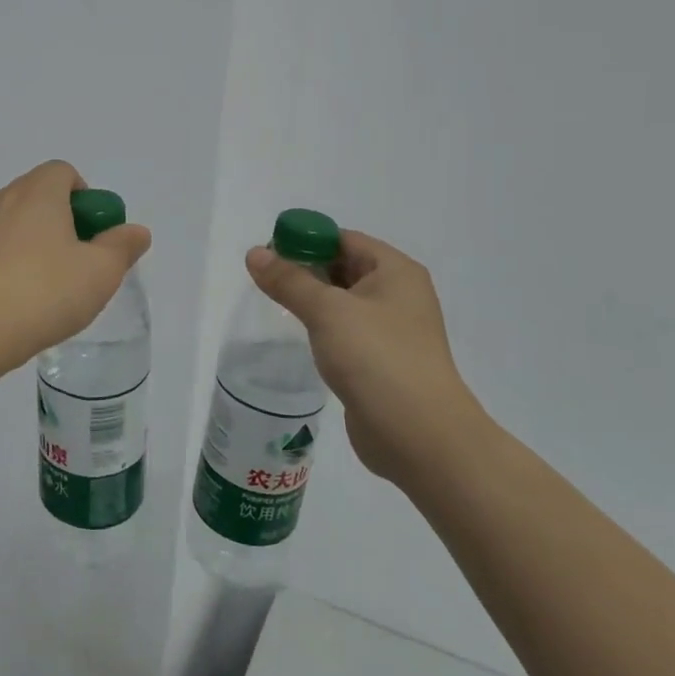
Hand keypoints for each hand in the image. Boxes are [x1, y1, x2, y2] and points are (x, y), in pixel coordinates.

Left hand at [0, 161, 151, 383]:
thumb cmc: (41, 295)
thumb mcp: (99, 274)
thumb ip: (122, 247)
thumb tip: (135, 230)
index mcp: (37, 192)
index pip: (63, 172)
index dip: (83, 198)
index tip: (91, 235)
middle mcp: (0, 198)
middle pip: (36, 196)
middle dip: (59, 223)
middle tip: (73, 265)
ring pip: (9, 223)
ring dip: (28, 244)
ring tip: (39, 290)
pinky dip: (0, 264)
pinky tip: (8, 302)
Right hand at [246, 231, 487, 491]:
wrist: (419, 437)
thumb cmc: (377, 359)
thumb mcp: (327, 311)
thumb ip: (289, 280)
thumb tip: (255, 253)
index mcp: (395, 271)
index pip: (344, 239)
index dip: (305, 239)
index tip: (268, 253)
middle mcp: (399, 295)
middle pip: (344, 267)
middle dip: (305, 269)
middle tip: (265, 279)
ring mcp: (392, 331)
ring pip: (343, 303)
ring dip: (312, 300)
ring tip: (274, 305)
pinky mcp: (382, 363)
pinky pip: (346, 332)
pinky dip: (322, 329)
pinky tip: (299, 338)